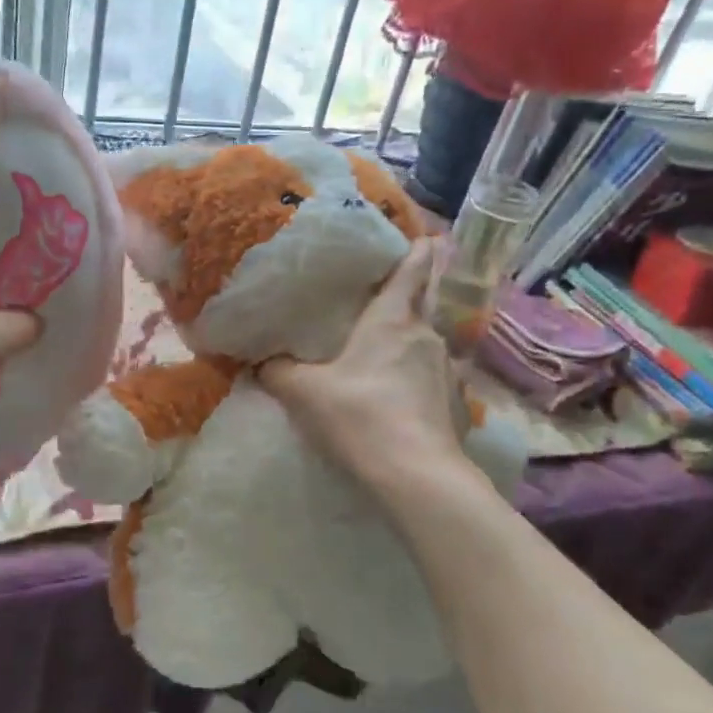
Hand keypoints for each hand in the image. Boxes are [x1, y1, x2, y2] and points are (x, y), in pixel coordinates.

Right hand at [258, 240, 468, 492]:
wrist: (416, 475)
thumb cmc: (359, 416)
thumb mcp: (304, 393)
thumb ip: (277, 372)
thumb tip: (259, 363)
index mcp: (393, 320)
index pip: (413, 269)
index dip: (417, 249)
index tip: (420, 236)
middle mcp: (427, 336)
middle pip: (424, 302)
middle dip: (411, 292)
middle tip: (386, 293)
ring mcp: (447, 371)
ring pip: (427, 342)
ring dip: (410, 340)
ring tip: (385, 349)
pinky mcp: (454, 405)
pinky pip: (433, 377)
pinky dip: (417, 377)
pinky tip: (399, 395)